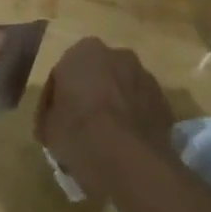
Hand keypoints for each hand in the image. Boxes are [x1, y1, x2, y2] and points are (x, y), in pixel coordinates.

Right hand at [35, 37, 177, 199]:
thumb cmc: (78, 133)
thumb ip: (50, 113)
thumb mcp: (47, 126)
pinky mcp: (164, 101)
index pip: (62, 73)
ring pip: (122, 89)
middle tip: (79, 124)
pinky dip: (133, 118)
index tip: (53, 120)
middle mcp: (117, 55)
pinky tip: (125, 143)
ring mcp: (145, 77)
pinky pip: (140, 106)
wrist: (128, 158)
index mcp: (83, 53)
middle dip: (89, 94)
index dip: (56, 98)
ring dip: (113, 104)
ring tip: (105, 136)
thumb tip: (56, 118)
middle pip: (96, 75)